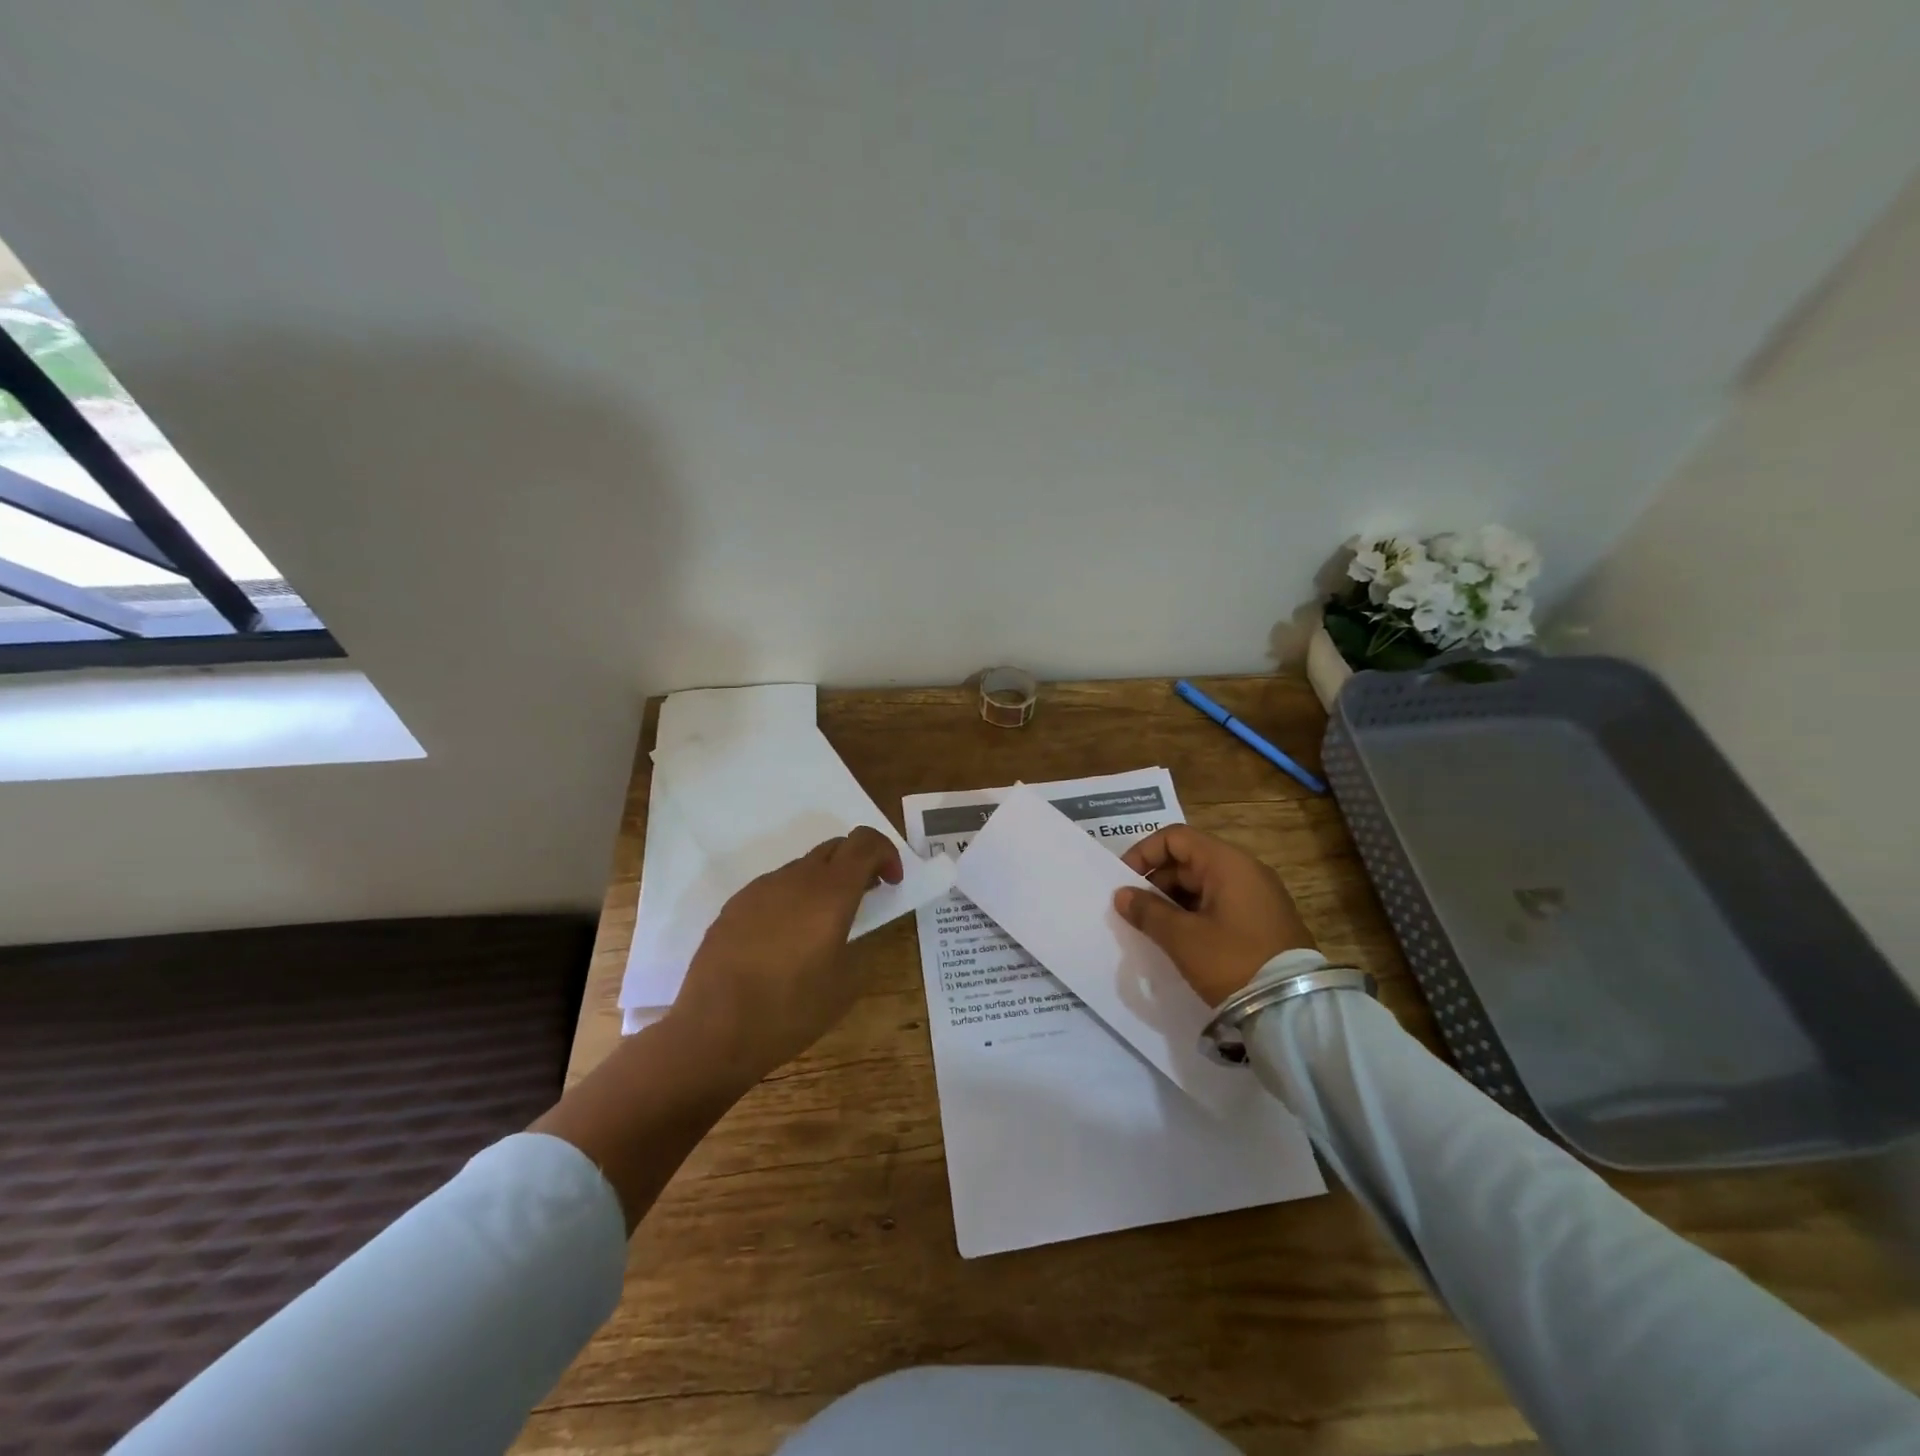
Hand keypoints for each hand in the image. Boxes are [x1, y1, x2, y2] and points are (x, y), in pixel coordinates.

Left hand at [668, 826, 902, 1085]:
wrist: (714, 1031)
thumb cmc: (791, 1009)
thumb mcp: (848, 984)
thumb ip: (861, 944)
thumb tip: (853, 929)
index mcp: (830, 892)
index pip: (865, 842)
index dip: (886, 853)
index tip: (892, 883)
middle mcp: (795, 878)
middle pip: (835, 848)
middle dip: (858, 865)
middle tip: (865, 899)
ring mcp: (760, 889)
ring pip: (803, 868)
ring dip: (824, 883)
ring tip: (822, 926)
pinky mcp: (735, 906)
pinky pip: (775, 888)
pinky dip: (794, 899)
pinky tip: (785, 941)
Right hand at [1114, 825, 1315, 1005]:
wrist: (1294, 1010)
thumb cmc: (1233, 962)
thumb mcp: (1182, 938)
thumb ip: (1147, 911)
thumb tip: (1122, 895)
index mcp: (1228, 863)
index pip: (1176, 838)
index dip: (1144, 853)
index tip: (1124, 881)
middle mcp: (1246, 870)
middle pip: (1189, 859)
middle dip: (1156, 881)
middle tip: (1134, 911)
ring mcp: (1258, 895)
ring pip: (1203, 884)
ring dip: (1173, 901)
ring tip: (1153, 928)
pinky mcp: (1263, 920)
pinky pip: (1220, 903)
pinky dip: (1195, 913)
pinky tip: (1180, 939)